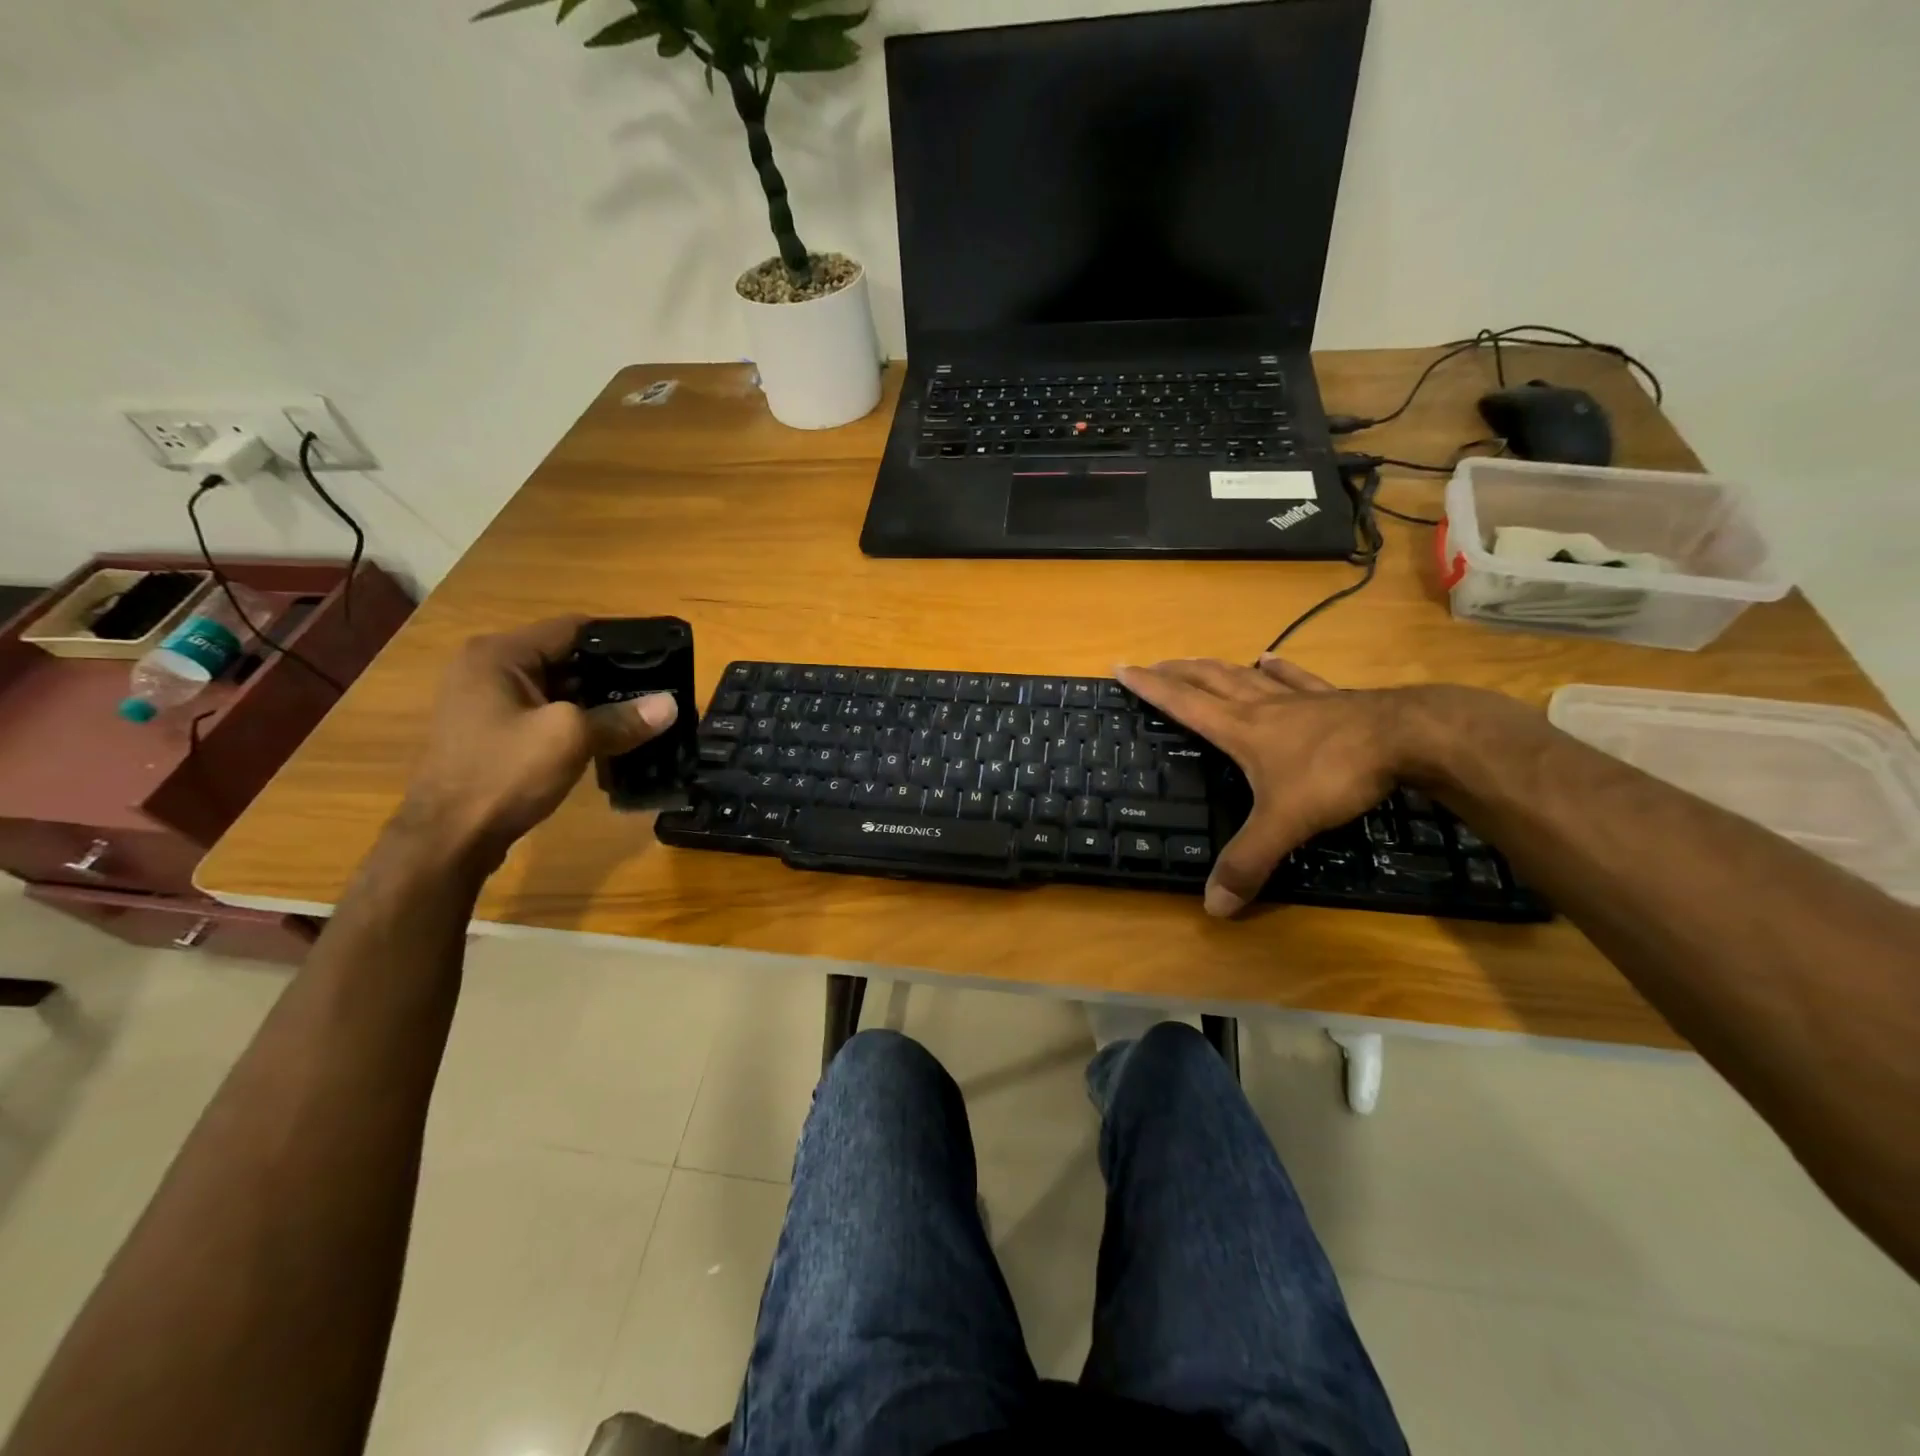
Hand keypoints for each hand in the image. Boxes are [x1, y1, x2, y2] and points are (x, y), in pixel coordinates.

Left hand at [400, 617, 677, 862]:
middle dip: (613, 673)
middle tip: (660, 688)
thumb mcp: (570, 738)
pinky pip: (547, 713)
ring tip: (645, 712)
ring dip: (598, 700)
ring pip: (560, 688)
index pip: (573, 627)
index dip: (621, 639)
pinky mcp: (494, 731)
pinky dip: (578, 720)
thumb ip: (622, 718)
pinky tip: (611, 736)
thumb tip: (672, 704)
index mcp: (500, 654)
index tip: (663, 655)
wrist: (448, 838)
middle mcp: (489, 668)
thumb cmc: (503, 773)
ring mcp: (488, 701)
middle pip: (567, 657)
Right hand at [1114, 656, 1405, 917]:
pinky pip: (1296, 679)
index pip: (1182, 703)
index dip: (1149, 686)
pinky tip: (1270, 659)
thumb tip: (1213, 907)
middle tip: (1151, 664)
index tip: (1122, 667)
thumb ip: (1248, 861)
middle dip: (1176, 672)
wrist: (1409, 738)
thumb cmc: (1335, 773)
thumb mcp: (1286, 823)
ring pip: (1245, 676)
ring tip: (1197, 661)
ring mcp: (1298, 700)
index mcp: (1240, 729)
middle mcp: (1262, 707)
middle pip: (1209, 681)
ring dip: (1216, 668)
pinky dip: (1278, 669)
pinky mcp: (1332, 699)